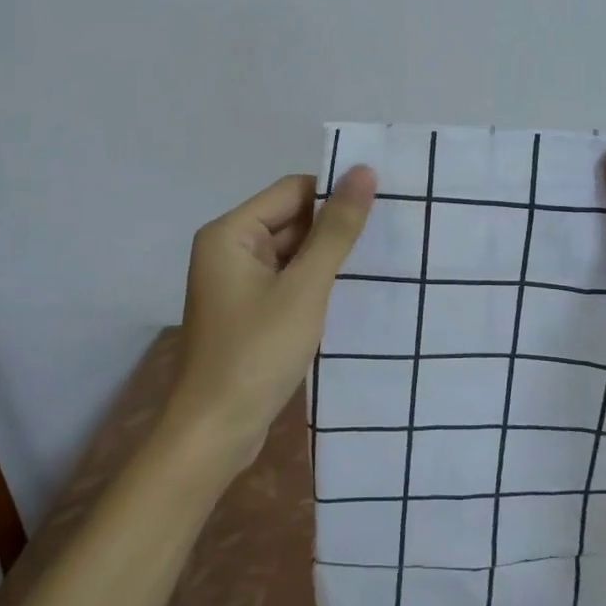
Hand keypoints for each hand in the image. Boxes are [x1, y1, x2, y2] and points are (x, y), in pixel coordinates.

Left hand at [170, 164, 376, 463]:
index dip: (334, 192)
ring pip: (291, 252)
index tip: (383, 200)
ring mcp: (237, 282)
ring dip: (327, 257)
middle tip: (391, 229)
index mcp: (230, 232)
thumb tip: (363, 171)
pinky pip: (286, 280)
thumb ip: (335, 230)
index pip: (292, 190)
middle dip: (334, 226)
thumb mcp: (304, 287)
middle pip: (290, 219)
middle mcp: (228, 249)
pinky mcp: (248, 310)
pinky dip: (314, 282)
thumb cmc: (256, 353)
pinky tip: (352, 290)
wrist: (215, 434)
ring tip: (382, 257)